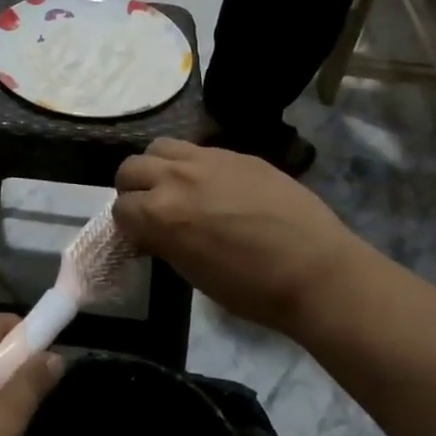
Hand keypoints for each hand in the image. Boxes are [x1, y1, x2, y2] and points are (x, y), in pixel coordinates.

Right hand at [113, 140, 360, 335]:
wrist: (316, 270)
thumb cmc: (252, 289)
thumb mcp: (193, 273)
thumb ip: (165, 242)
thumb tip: (153, 232)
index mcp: (159, 215)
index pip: (120, 209)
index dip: (127, 225)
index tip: (140, 236)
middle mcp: (175, 178)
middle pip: (130, 168)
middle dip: (133, 189)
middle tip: (150, 208)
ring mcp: (207, 159)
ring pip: (160, 147)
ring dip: (158, 167)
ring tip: (176, 187)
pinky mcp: (236, 153)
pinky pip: (199, 150)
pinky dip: (193, 165)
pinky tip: (213, 185)